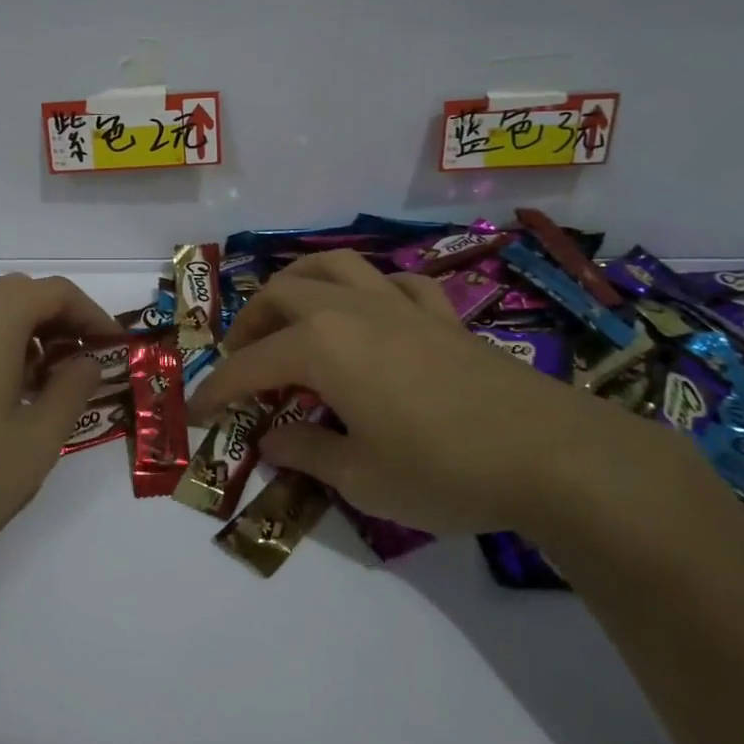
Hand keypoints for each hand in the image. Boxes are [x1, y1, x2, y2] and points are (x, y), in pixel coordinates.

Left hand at [0, 273, 120, 576]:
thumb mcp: (37, 439)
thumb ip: (73, 389)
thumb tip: (85, 362)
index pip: (57, 292)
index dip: (93, 315)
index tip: (113, 347)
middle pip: (20, 294)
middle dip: (58, 321)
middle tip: (81, 362)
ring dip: (22, 332)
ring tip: (39, 382)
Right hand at [187, 251, 616, 535]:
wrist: (547, 453)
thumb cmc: (441, 469)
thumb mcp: (360, 478)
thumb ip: (305, 452)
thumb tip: (269, 438)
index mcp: (320, 347)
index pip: (249, 363)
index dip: (216, 387)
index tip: (196, 409)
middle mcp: (350, 310)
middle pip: (282, 293)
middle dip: (250, 323)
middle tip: (243, 360)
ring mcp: (398, 305)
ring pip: (334, 265)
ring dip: (300, 283)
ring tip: (291, 313)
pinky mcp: (440, 313)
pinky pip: (394, 283)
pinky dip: (370, 291)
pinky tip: (372, 314)